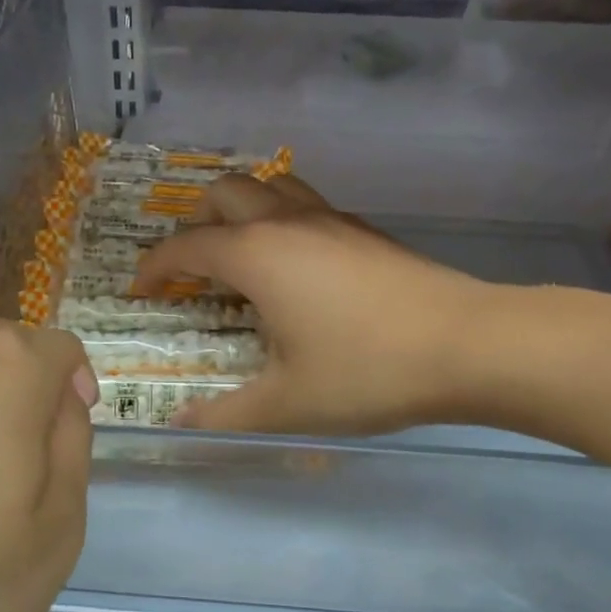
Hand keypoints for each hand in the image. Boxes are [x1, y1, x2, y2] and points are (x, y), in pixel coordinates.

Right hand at [131, 174, 489, 435]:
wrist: (470, 344)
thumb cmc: (367, 371)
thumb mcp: (287, 404)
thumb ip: (224, 415)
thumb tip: (178, 426)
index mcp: (256, 254)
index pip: (186, 246)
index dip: (154, 266)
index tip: (141, 290)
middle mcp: (287, 222)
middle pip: (224, 192)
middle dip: (195, 222)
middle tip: (193, 266)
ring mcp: (331, 219)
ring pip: (270, 186)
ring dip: (242, 208)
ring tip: (240, 253)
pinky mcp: (365, 229)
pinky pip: (306, 204)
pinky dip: (281, 218)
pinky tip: (298, 265)